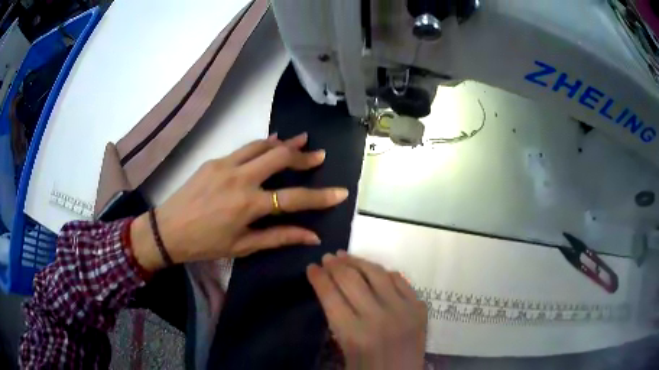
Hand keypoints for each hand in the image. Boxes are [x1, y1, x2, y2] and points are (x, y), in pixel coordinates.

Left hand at [131, 133, 348, 270]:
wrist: (168, 230)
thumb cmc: (205, 244)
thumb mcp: (243, 246)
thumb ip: (279, 237)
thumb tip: (312, 236)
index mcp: (247, 205)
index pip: (293, 198)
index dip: (320, 197)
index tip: (341, 192)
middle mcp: (239, 179)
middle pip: (279, 158)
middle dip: (303, 157)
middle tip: (318, 156)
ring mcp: (225, 165)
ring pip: (262, 145)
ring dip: (284, 143)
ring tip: (302, 140)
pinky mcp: (214, 160)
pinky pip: (244, 148)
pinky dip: (262, 145)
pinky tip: (271, 144)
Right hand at [307, 251, 426, 369]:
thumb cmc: (368, 369)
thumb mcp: (344, 350)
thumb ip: (337, 321)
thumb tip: (331, 291)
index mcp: (354, 334)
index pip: (330, 295)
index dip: (318, 278)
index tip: (311, 268)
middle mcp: (378, 317)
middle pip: (351, 279)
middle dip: (334, 265)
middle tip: (326, 258)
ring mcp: (403, 310)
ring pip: (376, 273)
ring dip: (357, 261)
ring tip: (345, 256)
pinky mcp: (419, 307)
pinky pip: (400, 280)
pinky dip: (383, 272)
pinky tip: (373, 270)